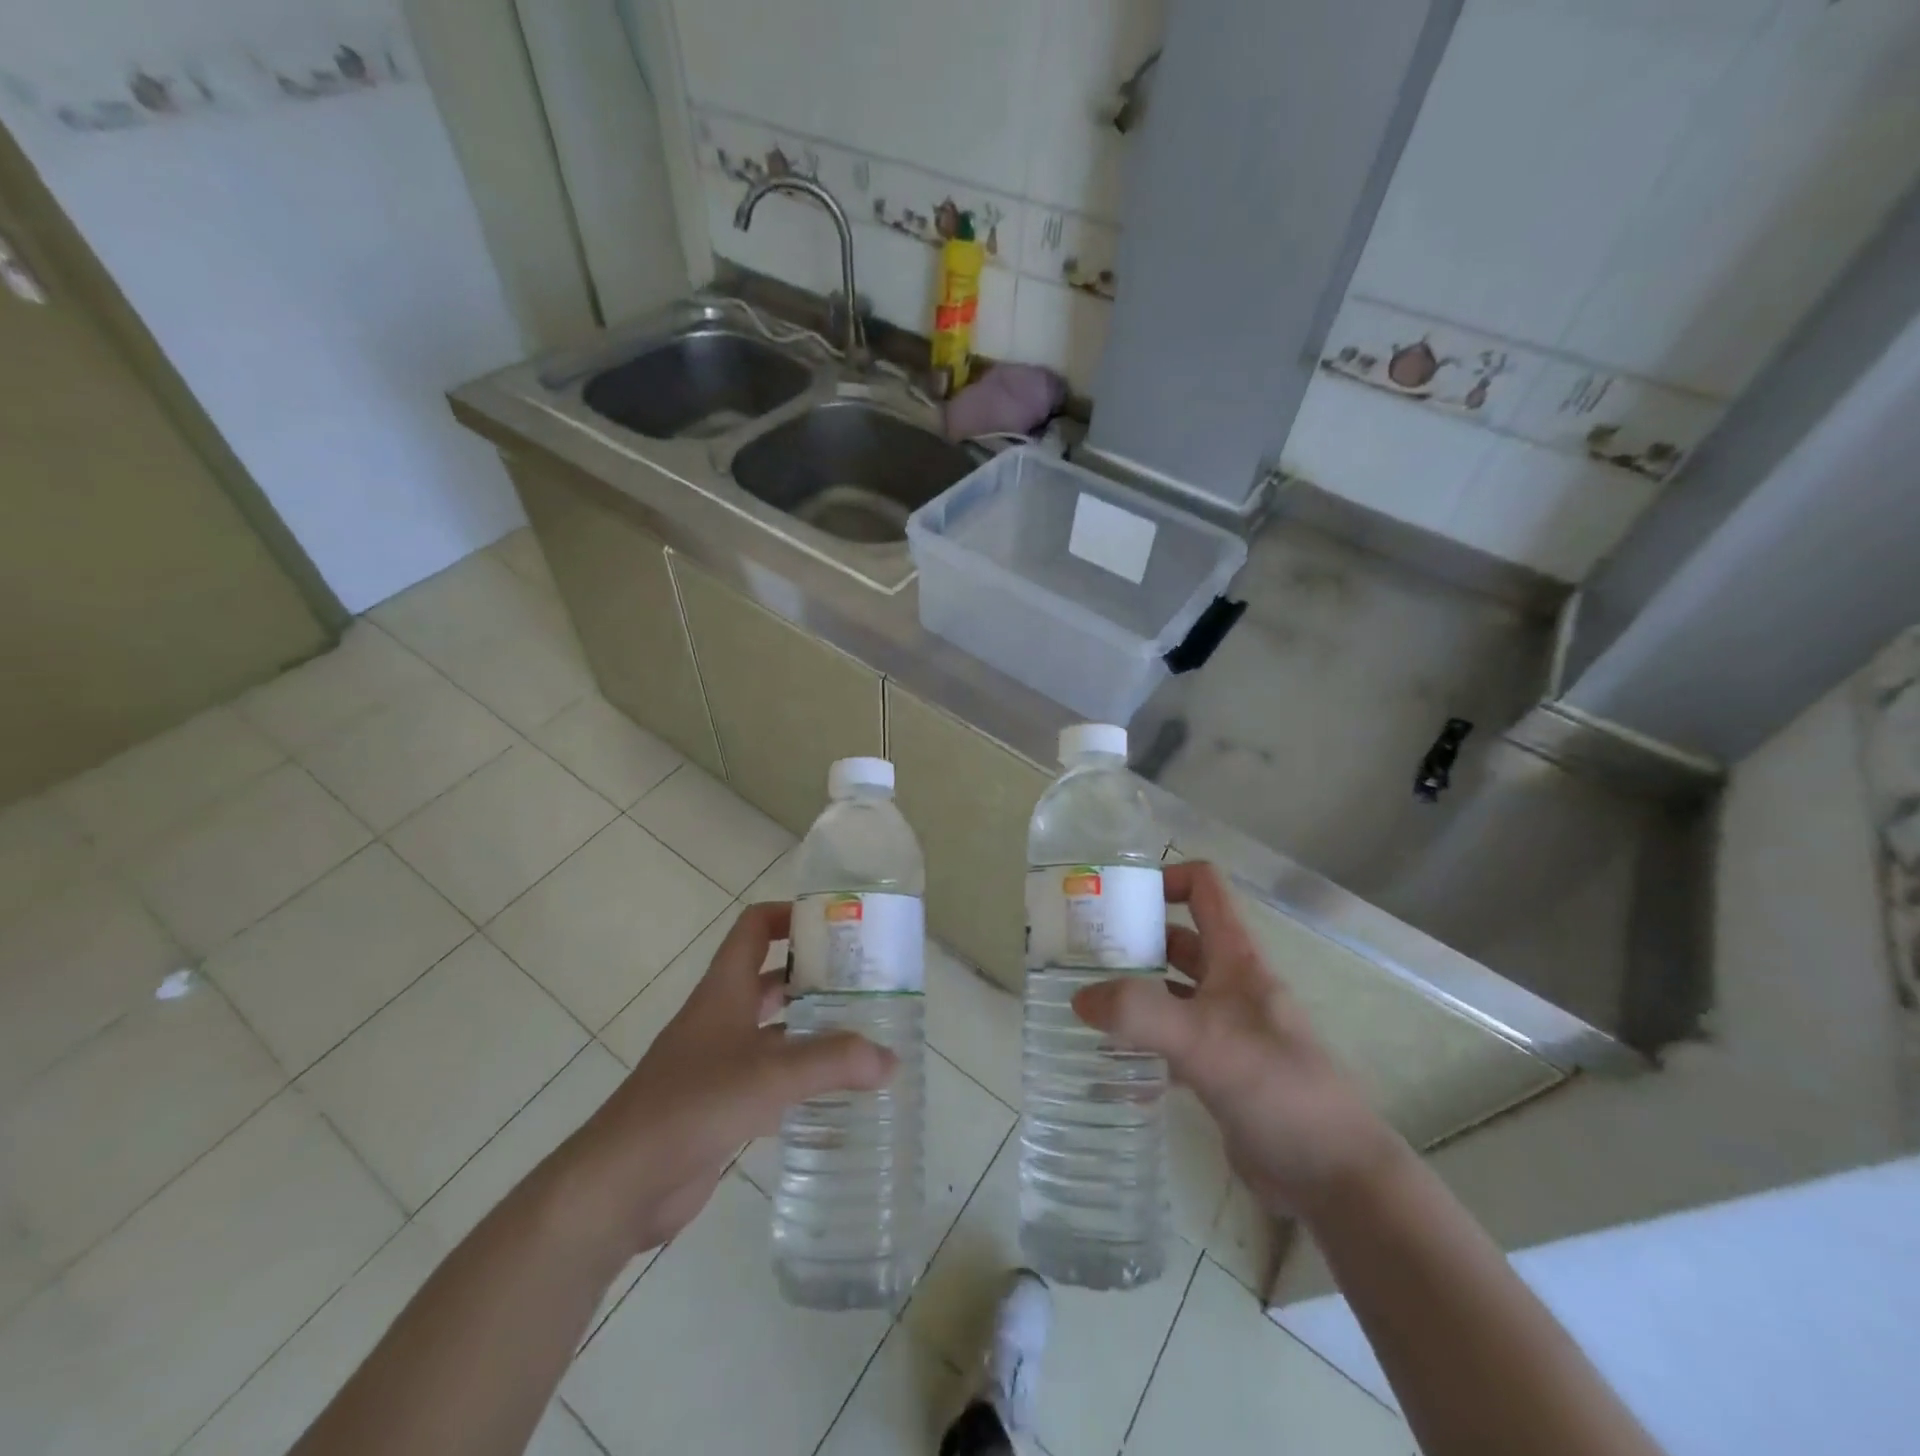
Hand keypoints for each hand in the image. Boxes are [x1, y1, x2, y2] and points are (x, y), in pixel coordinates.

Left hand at [549, 902, 896, 1257]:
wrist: (620, 1184)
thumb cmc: (689, 1106)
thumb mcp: (767, 1075)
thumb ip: (831, 1063)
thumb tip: (890, 1058)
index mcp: (724, 991)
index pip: (754, 927)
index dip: (790, 915)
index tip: (837, 924)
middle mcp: (722, 1018)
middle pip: (772, 978)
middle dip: (816, 976)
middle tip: (867, 983)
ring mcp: (720, 1063)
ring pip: (775, 1031)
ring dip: (813, 1029)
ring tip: (865, 1035)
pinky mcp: (722, 1105)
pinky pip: (771, 1079)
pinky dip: (802, 1079)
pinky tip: (838, 1093)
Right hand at [1073, 861, 1404, 1217]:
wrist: (1333, 1175)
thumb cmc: (1276, 1087)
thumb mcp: (1204, 1040)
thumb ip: (1140, 1013)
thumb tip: (1080, 998)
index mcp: (1237, 958)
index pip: (1204, 887)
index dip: (1164, 879)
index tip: (1115, 900)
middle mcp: (1231, 984)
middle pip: (1177, 939)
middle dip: (1133, 940)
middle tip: (1080, 954)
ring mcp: (1226, 1028)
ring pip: (1171, 993)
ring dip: (1133, 993)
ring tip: (1084, 1003)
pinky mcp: (1219, 1070)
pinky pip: (1171, 1043)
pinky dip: (1141, 1045)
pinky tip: (1110, 1065)